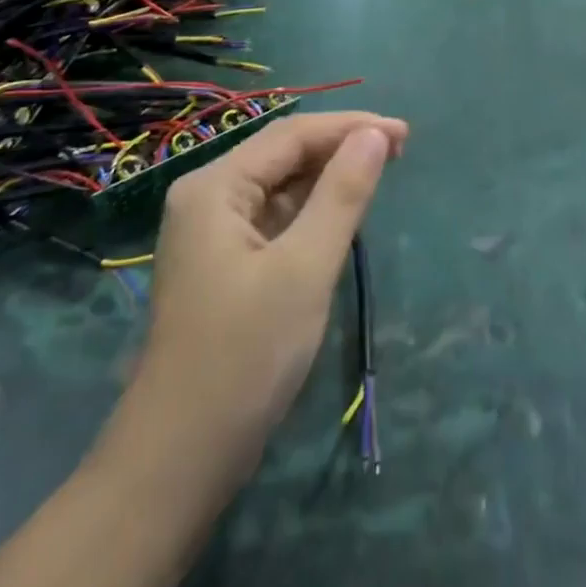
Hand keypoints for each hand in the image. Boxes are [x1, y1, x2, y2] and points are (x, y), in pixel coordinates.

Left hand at [125, 111, 406, 470]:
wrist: (180, 460)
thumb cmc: (245, 355)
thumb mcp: (305, 268)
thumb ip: (342, 194)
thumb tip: (376, 135)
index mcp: (215, 187)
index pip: (292, 134)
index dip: (351, 126)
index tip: (405, 133)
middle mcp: (208, 198)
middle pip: (284, 154)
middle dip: (342, 147)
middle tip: (401, 150)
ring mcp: (213, 233)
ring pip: (281, 185)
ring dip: (330, 176)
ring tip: (381, 172)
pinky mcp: (225, 263)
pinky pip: (276, 216)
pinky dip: (312, 209)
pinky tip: (342, 213)